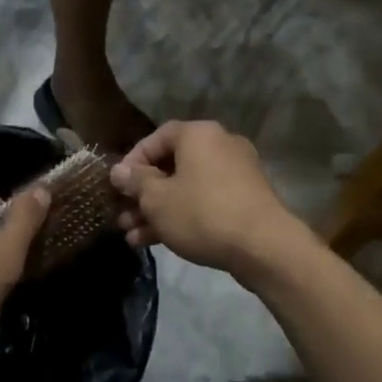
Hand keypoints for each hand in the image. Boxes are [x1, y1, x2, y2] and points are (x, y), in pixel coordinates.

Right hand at [109, 121, 304, 278]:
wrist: (264, 247)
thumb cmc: (202, 213)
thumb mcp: (157, 199)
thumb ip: (135, 182)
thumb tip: (119, 171)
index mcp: (198, 134)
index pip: (156, 138)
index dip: (132, 161)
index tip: (118, 186)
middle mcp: (219, 145)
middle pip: (171, 166)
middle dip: (143, 194)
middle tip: (122, 217)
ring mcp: (236, 173)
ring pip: (186, 187)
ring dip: (158, 210)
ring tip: (133, 236)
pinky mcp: (245, 199)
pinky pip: (205, 201)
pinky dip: (183, 215)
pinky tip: (157, 241)